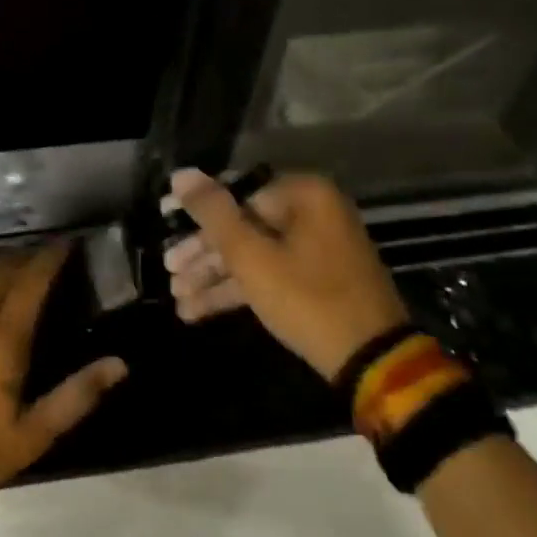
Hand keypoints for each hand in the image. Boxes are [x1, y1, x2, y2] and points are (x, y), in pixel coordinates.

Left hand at [0, 242, 127, 511]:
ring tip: (17, 259)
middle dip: (26, 255)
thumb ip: (77, 396)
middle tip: (47, 252)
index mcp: (2, 338)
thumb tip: (119, 364)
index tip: (68, 243)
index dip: (50, 258)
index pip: (31, 282)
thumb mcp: (33, 434)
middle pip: (2, 269)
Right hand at [163, 168, 409, 380]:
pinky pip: (267, 275)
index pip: (236, 192)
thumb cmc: (307, 298)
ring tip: (176, 297)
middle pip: (242, 225)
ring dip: (212, 276)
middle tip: (168, 269)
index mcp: (304, 196)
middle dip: (202, 253)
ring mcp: (315, 250)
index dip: (197, 209)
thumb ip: (213, 212)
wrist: (371, 362)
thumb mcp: (251, 256)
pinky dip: (236, 290)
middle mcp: (312, 214)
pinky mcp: (314, 282)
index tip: (164, 219)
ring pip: (252, 254)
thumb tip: (180, 174)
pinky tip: (196, 310)